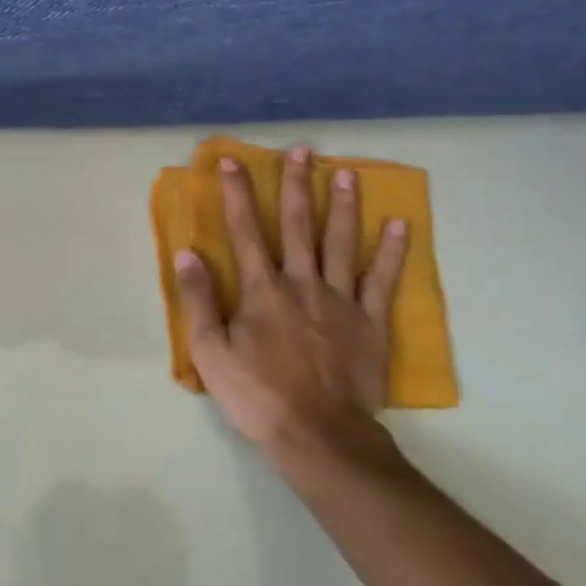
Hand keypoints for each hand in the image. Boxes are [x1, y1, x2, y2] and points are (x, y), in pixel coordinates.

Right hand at [172, 147, 407, 461]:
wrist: (318, 435)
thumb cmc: (257, 396)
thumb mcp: (210, 354)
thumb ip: (198, 301)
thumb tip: (187, 254)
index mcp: (262, 290)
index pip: (245, 231)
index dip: (237, 194)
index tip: (232, 161)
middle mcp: (301, 283)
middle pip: (299, 225)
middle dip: (297, 184)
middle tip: (302, 150)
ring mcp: (340, 300)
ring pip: (340, 242)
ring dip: (343, 205)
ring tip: (346, 172)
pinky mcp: (370, 322)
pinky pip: (381, 280)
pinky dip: (391, 252)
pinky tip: (398, 224)